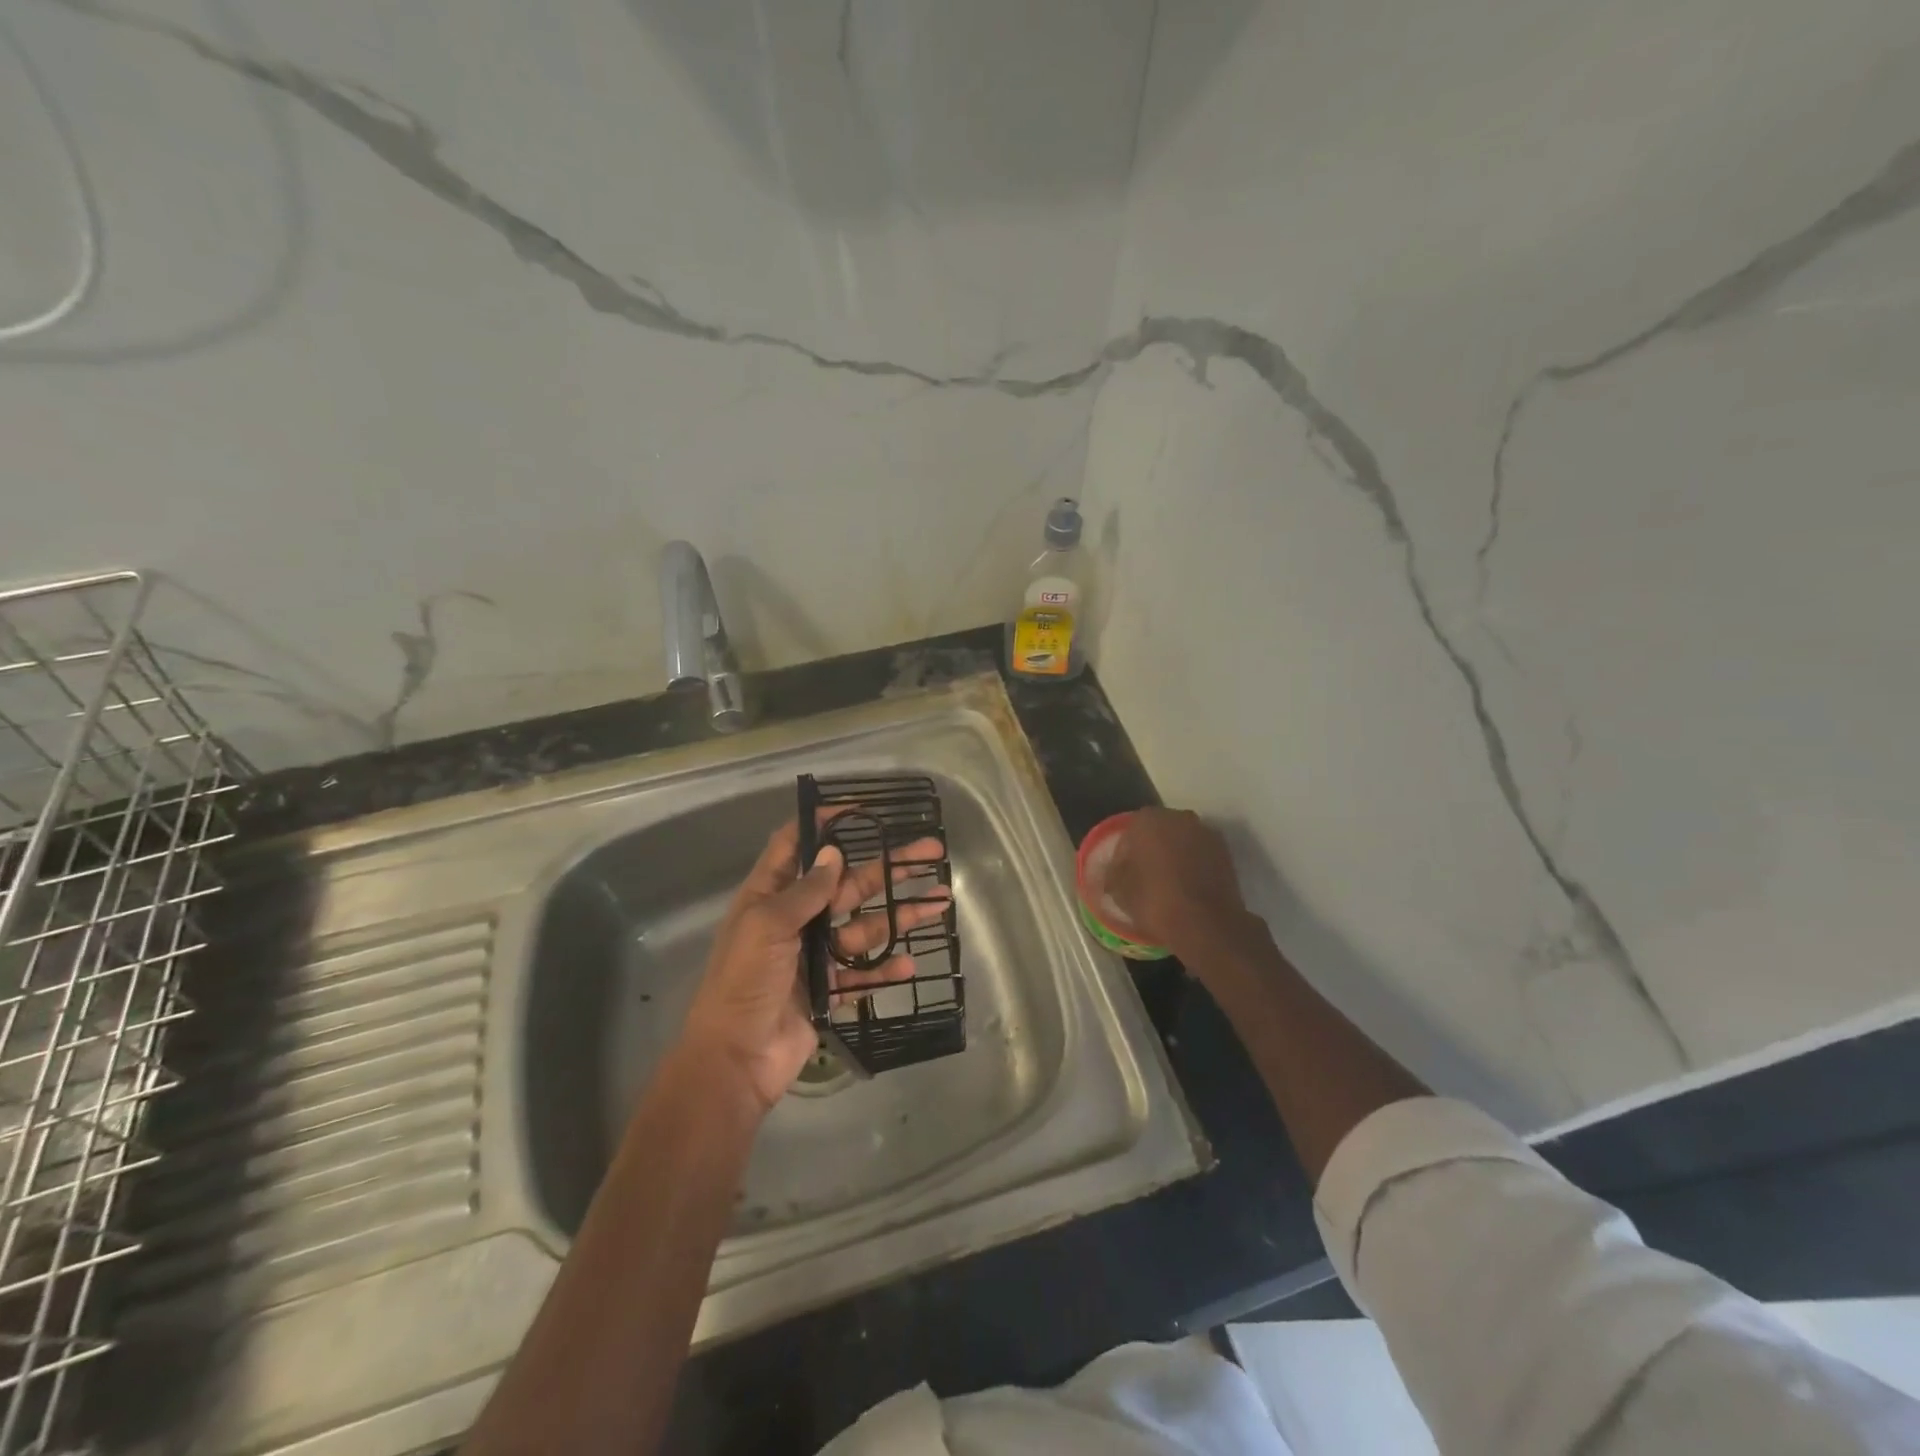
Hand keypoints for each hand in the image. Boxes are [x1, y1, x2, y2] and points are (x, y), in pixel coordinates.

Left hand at [679, 818, 949, 1112]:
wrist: (735, 1060)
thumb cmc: (744, 983)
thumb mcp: (768, 926)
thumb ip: (805, 891)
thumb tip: (832, 852)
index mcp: (770, 897)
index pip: (794, 845)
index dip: (823, 822)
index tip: (861, 809)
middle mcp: (794, 920)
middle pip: (847, 883)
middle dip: (888, 867)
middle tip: (930, 850)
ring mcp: (814, 956)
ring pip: (864, 926)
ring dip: (900, 915)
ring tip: (940, 902)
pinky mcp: (828, 990)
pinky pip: (864, 973)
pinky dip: (886, 968)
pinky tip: (910, 962)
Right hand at [1105, 808, 1249, 955]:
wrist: (1207, 925)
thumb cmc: (1155, 901)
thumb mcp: (1120, 891)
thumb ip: (1113, 873)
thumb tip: (1114, 871)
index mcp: (1148, 820)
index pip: (1129, 833)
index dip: (1124, 855)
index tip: (1122, 876)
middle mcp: (1179, 817)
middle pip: (1158, 832)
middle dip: (1151, 850)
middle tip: (1144, 877)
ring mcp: (1206, 833)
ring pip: (1182, 842)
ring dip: (1174, 857)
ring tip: (1168, 885)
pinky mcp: (1226, 853)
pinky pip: (1201, 855)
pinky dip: (1193, 866)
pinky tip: (1187, 889)